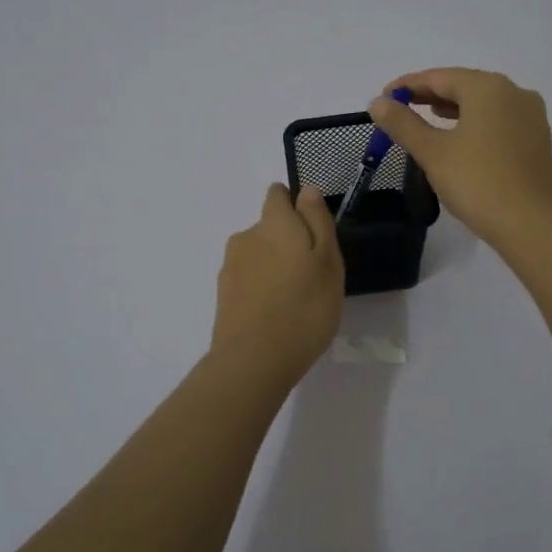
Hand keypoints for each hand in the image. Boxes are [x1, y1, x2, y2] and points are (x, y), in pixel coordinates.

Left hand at [210, 184, 344, 383]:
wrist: (254, 360)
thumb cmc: (304, 307)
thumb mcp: (328, 261)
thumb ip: (317, 221)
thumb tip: (306, 191)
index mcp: (273, 223)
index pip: (278, 195)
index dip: (296, 207)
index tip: (313, 232)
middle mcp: (246, 237)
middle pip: (269, 228)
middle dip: (288, 242)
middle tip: (312, 274)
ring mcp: (230, 267)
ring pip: (258, 256)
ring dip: (274, 267)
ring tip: (294, 300)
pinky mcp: (223, 295)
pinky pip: (248, 281)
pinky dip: (261, 289)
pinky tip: (275, 315)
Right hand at [368, 68, 551, 250]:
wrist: (531, 225)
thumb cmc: (477, 183)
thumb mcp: (432, 152)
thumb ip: (403, 124)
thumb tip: (378, 103)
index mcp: (488, 88)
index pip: (439, 77)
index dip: (408, 85)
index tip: (383, 98)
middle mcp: (514, 93)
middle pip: (464, 85)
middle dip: (430, 95)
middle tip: (400, 108)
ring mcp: (530, 116)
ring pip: (483, 103)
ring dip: (453, 107)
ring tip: (426, 117)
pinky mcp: (536, 139)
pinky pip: (498, 119)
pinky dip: (474, 121)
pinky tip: (459, 136)